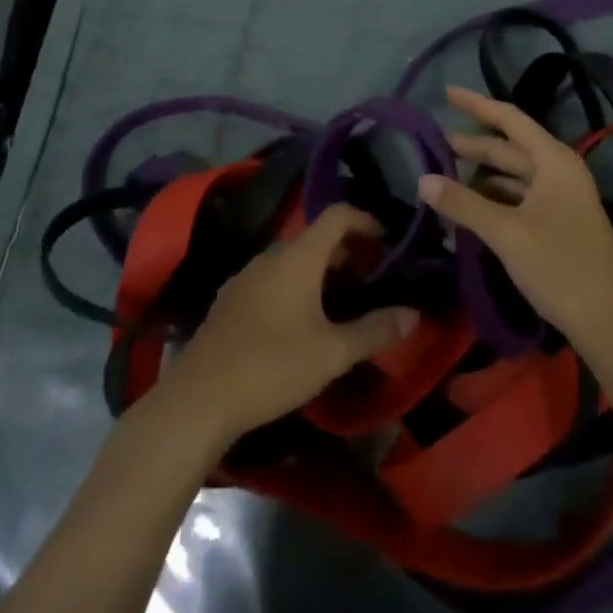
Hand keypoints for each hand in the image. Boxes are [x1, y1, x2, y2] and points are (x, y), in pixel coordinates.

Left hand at [157, 205, 418, 449]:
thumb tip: (414, 314)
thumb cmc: (272, 367)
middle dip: (349, 251)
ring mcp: (247, 275)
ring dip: (322, 269)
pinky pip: (273, 277)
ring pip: (294, 258)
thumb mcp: (332, 353)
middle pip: (317, 236)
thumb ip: (375, 330)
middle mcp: (272, 254)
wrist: (199, 398)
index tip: (388, 245)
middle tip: (373, 280)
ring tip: (343, 302)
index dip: (367, 221)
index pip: (338, 214)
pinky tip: (302, 322)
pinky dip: (297, 284)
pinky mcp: (231, 298)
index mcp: (299, 256)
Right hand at [420, 85, 612, 356]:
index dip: (476, 104)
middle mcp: (560, 171)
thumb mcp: (505, 233)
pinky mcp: (560, 223)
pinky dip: (494, 199)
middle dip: (474, 145)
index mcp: (554, 161)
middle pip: (510, 148)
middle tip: (436, 143)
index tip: (445, 93)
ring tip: (446, 175)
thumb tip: (423, 179)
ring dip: (482, 175)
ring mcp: (562, 198)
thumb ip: (463, 203)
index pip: (509, 119)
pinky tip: (470, 208)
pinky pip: (520, 198)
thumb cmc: (559, 267)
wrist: (609, 324)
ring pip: (514, 175)